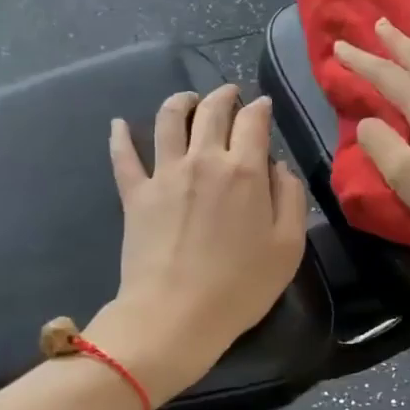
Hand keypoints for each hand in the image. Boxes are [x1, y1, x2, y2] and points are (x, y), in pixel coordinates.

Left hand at [88, 84, 308, 403]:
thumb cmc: (241, 287)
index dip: (260, 108)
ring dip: (180, 102)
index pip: (253, 121)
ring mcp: (164, 174)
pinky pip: (124, 156)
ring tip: (187, 99)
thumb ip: (291, 198)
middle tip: (230, 95)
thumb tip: (279, 167)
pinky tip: (119, 124)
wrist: (176, 314)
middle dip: (224, 96)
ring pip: (169, 120)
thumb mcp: (288, 247)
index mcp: (244, 170)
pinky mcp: (135, 194)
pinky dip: (121, 136)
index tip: (263, 107)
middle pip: (212, 111)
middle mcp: (203, 160)